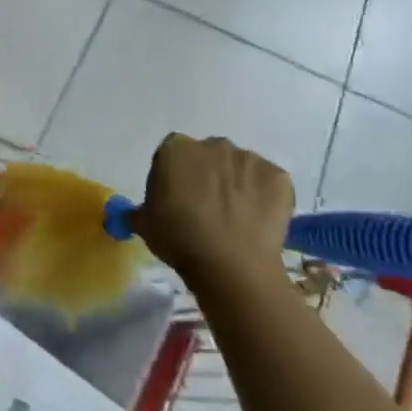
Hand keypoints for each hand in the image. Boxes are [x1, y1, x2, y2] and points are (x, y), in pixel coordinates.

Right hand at [137, 134, 293, 283]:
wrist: (232, 266)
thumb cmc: (179, 239)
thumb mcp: (145, 225)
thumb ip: (137, 211)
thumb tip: (133, 213)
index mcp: (175, 149)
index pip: (172, 154)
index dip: (174, 176)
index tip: (176, 200)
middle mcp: (212, 144)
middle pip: (207, 156)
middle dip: (207, 175)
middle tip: (206, 209)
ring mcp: (248, 158)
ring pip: (239, 168)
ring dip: (236, 185)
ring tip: (235, 219)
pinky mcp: (278, 177)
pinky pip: (267, 183)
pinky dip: (263, 197)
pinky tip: (258, 222)